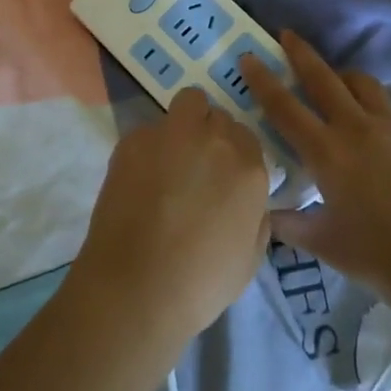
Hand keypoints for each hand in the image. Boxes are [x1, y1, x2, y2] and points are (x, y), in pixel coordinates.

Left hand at [68, 88, 271, 350]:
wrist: (138, 286)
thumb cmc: (201, 282)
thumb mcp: (251, 256)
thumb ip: (256, 215)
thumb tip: (248, 198)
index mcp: (249, 168)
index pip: (247, 136)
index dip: (234, 154)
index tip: (222, 173)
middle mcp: (215, 140)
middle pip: (218, 117)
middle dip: (210, 134)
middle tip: (195, 165)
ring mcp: (172, 134)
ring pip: (187, 104)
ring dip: (184, 123)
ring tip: (168, 158)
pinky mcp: (134, 139)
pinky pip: (149, 129)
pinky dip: (148, 145)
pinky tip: (138, 177)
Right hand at [242, 32, 390, 301]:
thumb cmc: (376, 257)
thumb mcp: (322, 243)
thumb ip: (288, 224)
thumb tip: (266, 214)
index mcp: (327, 153)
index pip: (285, 107)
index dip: (263, 81)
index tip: (249, 57)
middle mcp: (358, 130)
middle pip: (324, 78)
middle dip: (301, 53)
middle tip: (287, 34)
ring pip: (363, 85)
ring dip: (342, 77)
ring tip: (334, 82)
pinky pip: (390, 114)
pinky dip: (373, 114)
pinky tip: (375, 139)